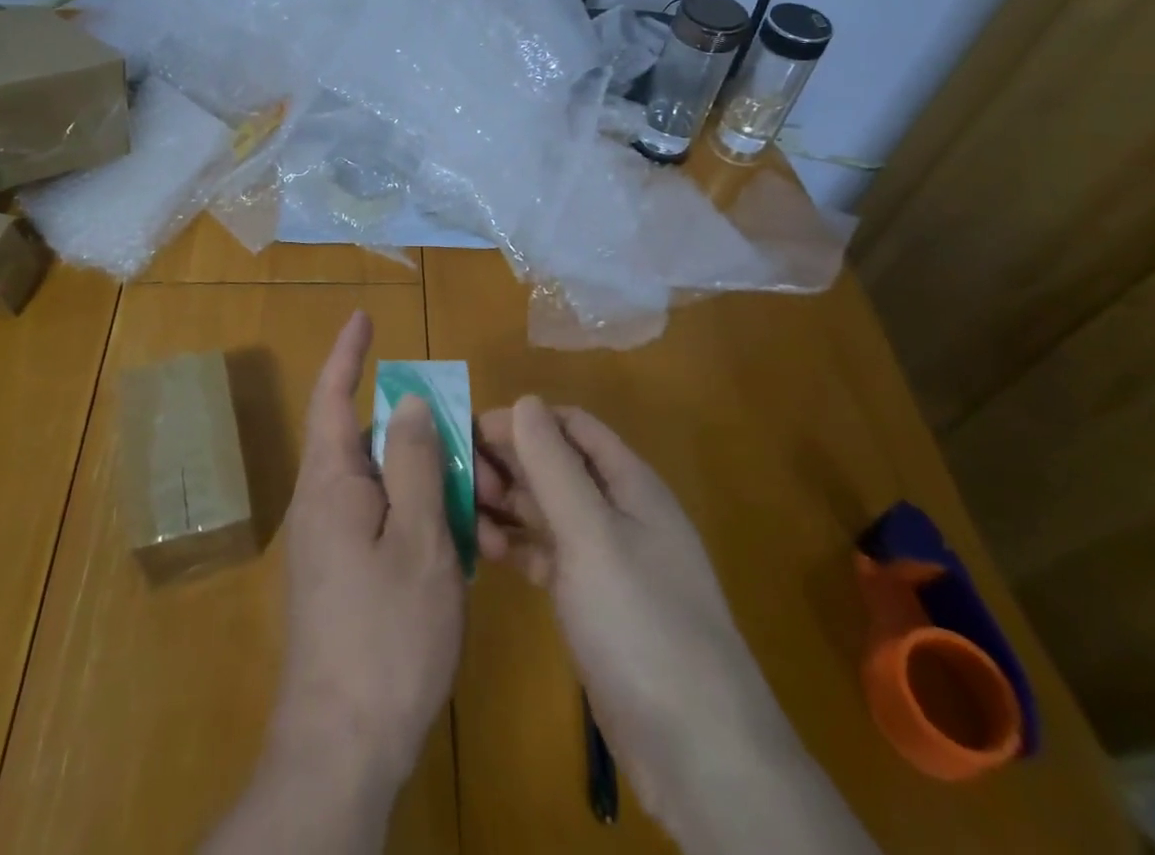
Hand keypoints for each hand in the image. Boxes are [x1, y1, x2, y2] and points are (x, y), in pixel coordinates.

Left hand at [270, 309, 463, 790]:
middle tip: (467, 438)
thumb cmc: (386, 635)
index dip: (348, 353)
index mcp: (331, 482)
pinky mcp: (343, 575)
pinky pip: (384, 520)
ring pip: (383, 484)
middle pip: (369, 440)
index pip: (333, 396)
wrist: (342, 749)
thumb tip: (407, 400)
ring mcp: (330, 542)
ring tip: (475, 498)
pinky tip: (459, 543)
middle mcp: (322, 503)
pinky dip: (420, 516)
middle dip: (416, 430)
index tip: (364, 317)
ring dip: (425, 480)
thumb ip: (414, 463)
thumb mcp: (418, 540)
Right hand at [476, 397, 876, 853]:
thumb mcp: (592, 535)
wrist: (697, 753)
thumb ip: (554, 466)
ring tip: (462, 515)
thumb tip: (524, 401)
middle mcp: (618, 512)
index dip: (522, 421)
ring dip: (506, 504)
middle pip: (555, 465)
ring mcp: (605, 559)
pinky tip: (483, 552)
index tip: (469, 434)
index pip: (570, 426)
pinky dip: (515, 546)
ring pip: (546, 510)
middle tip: (457, 480)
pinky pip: (545, 554)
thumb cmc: (642, 624)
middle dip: (507, 463)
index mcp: (629, 483)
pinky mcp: (591, 601)